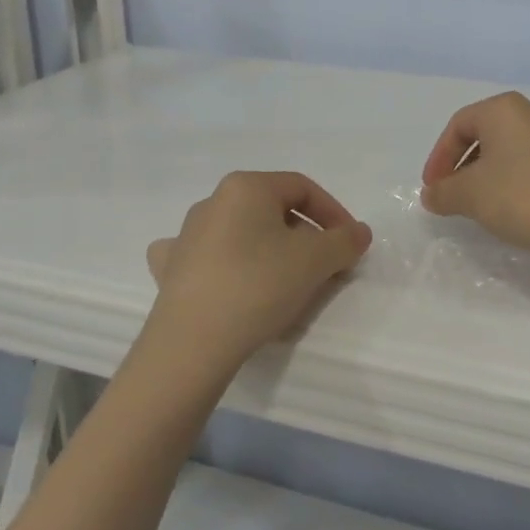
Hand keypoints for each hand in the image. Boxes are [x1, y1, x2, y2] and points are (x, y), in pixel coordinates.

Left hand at [143, 171, 372, 382]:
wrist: (192, 343)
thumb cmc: (259, 286)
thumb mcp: (316, 260)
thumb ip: (345, 240)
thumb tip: (358, 232)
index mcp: (246, 187)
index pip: (303, 188)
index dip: (333, 213)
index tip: (350, 245)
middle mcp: (212, 201)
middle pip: (272, 210)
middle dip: (304, 236)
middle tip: (324, 267)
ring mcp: (186, 235)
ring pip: (241, 232)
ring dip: (269, 250)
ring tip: (285, 281)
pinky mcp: (171, 268)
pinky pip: (206, 256)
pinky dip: (224, 263)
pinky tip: (229, 279)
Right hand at [421, 93, 529, 264]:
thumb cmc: (522, 199)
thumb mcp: (469, 197)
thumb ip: (443, 192)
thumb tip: (433, 193)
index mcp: (504, 109)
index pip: (459, 125)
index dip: (440, 157)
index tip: (433, 188)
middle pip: (490, 134)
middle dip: (468, 163)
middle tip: (457, 194)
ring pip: (523, 146)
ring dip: (503, 168)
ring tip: (494, 200)